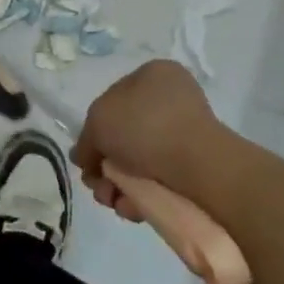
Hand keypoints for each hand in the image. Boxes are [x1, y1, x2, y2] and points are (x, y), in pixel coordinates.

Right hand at [72, 59, 229, 220]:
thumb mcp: (98, 121)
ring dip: (119, 185)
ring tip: (114, 202)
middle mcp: (171, 99)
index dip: (94, 132)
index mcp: (153, 74)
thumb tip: (84, 157)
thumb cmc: (144, 127)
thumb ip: (86, 139)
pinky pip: (160, 179)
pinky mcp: (197, 166)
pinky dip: (142, 195)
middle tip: (98, 186)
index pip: (112, 101)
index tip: (88, 159)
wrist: (199, 166)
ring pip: (139, 162)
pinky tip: (133, 208)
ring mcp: (187, 133)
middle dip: (106, 166)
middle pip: (124, 136)